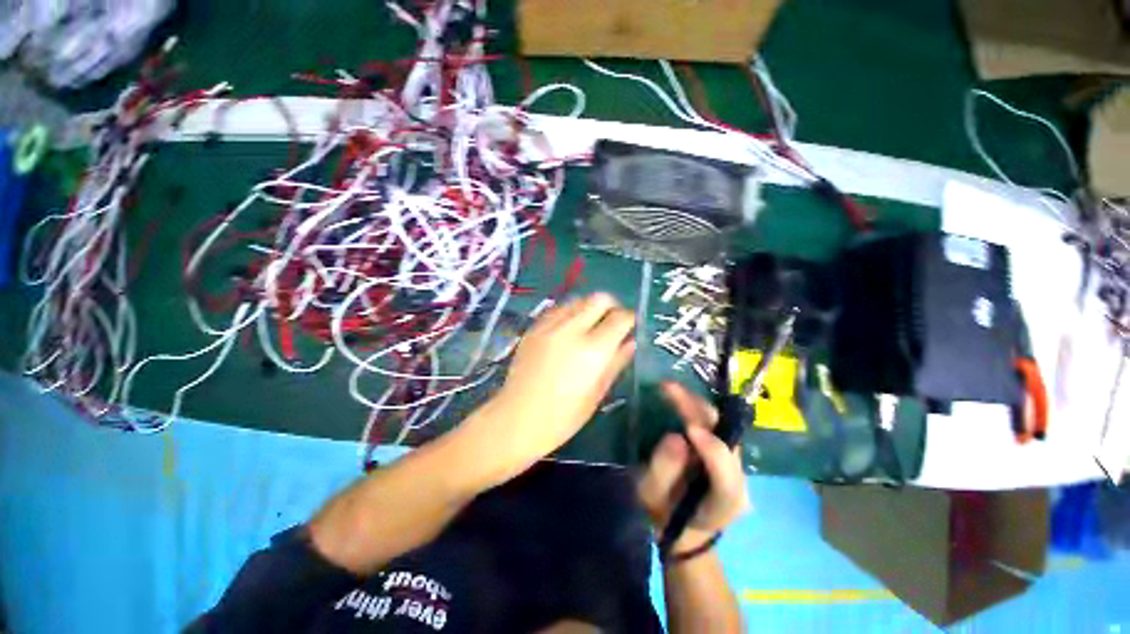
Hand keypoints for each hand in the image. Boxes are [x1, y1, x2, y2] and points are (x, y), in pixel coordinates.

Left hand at [470, 293, 635, 480]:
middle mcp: (572, 330)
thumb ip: (616, 362)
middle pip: (599, 298)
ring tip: (590, 326)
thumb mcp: (597, 393)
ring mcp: (550, 326)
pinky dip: (570, 312)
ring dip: (590, 308)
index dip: (630, 319)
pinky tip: (568, 330)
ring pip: (578, 299)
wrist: (516, 419)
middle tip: (612, 323)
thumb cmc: (563, 417)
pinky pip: (558, 309)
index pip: (620, 317)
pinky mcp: (534, 328)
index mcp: (593, 350)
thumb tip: (631, 341)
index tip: (631, 327)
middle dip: (612, 306)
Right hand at [638, 382, 749, 552]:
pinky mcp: (727, 452)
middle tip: (670, 390)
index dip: (712, 450)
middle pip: (729, 441)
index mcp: (723, 503)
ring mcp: (736, 464)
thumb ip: (663, 471)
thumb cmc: (665, 513)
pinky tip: (679, 396)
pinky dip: (697, 408)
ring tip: (671, 388)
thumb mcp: (653, 497)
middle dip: (700, 412)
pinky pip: (716, 424)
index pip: (726, 476)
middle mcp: (739, 480)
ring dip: (697, 404)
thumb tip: (675, 437)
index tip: (688, 429)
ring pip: (724, 427)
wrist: (685, 525)